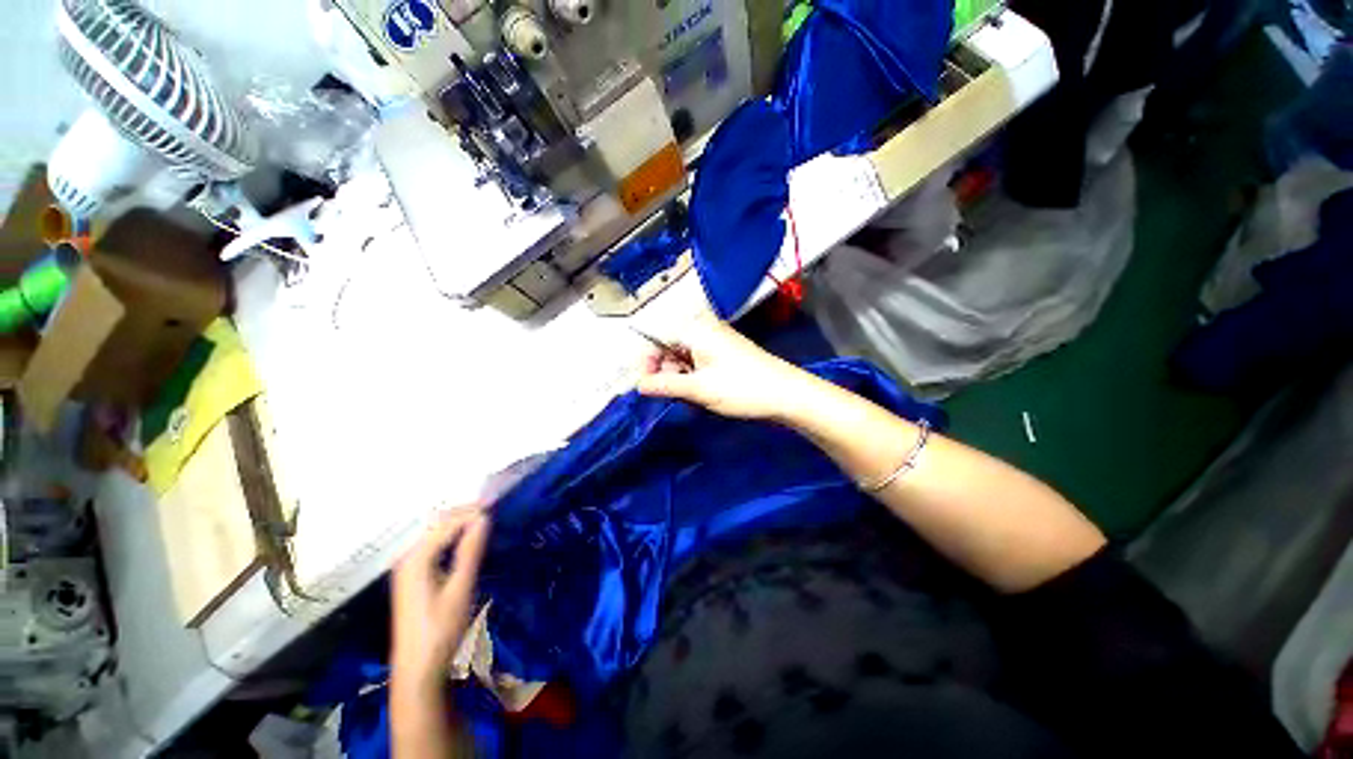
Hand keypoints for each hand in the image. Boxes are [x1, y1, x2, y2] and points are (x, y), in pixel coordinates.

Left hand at [390, 508, 490, 691]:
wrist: (417, 669)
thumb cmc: (441, 630)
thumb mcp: (460, 589)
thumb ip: (470, 551)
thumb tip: (484, 518)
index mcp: (416, 559)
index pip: (446, 523)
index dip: (471, 512)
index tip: (496, 505)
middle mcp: (407, 557)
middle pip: (437, 524)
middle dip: (464, 514)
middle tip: (492, 511)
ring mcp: (407, 567)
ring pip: (434, 533)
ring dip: (458, 524)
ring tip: (484, 522)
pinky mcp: (412, 577)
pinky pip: (433, 546)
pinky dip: (451, 538)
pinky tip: (466, 542)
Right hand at [636, 314, 811, 420]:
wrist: (786, 393)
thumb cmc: (741, 388)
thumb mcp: (699, 389)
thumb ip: (665, 385)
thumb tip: (638, 385)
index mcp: (695, 329)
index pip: (656, 337)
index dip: (647, 362)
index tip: (643, 386)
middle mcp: (703, 329)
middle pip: (669, 346)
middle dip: (664, 371)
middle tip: (668, 394)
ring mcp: (715, 340)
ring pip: (682, 356)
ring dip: (678, 376)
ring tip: (687, 396)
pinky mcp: (723, 353)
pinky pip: (697, 361)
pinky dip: (692, 376)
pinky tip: (698, 392)